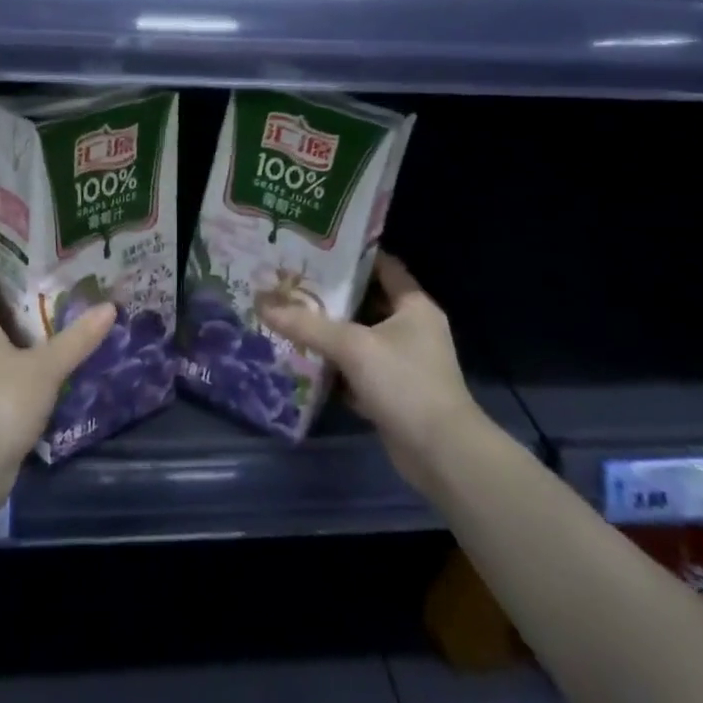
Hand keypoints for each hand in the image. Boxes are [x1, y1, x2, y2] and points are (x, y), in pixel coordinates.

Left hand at [0, 247, 116, 498]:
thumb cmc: (0, 401)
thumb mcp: (46, 368)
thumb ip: (77, 338)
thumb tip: (109, 308)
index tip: (17, 242)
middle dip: (11, 296)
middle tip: (48, 284)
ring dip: (9, 334)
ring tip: (46, 325)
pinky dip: (4, 364)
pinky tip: (32, 370)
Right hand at [257, 251, 475, 489]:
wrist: (441, 454)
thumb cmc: (405, 384)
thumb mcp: (352, 347)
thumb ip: (306, 325)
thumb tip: (261, 304)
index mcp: (414, 306)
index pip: (382, 266)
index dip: (350, 255)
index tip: (313, 248)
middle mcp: (412, 328)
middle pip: (366, 301)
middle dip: (329, 294)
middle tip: (290, 281)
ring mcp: (403, 362)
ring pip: (359, 336)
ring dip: (329, 331)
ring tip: (288, 313)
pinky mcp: (393, 391)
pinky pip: (358, 368)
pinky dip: (335, 365)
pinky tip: (303, 358)